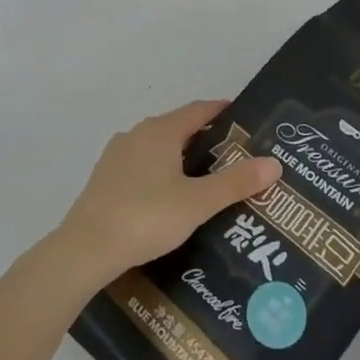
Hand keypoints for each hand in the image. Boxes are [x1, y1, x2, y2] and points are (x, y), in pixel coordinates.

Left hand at [54, 101, 282, 284]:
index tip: (243, 118)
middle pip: (178, 127)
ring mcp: (117, 155)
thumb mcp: (197, 202)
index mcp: (161, 131)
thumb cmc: (146, 217)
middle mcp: (137, 133)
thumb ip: (235, 183)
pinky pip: (141, 165)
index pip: (198, 110)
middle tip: (233, 155)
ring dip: (181, 156)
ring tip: (205, 178)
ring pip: (158, 147)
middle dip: (205, 137)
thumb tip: (274, 163)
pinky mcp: (104, 178)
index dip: (221, 111)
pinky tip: (169, 196)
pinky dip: (160, 172)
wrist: (85, 248)